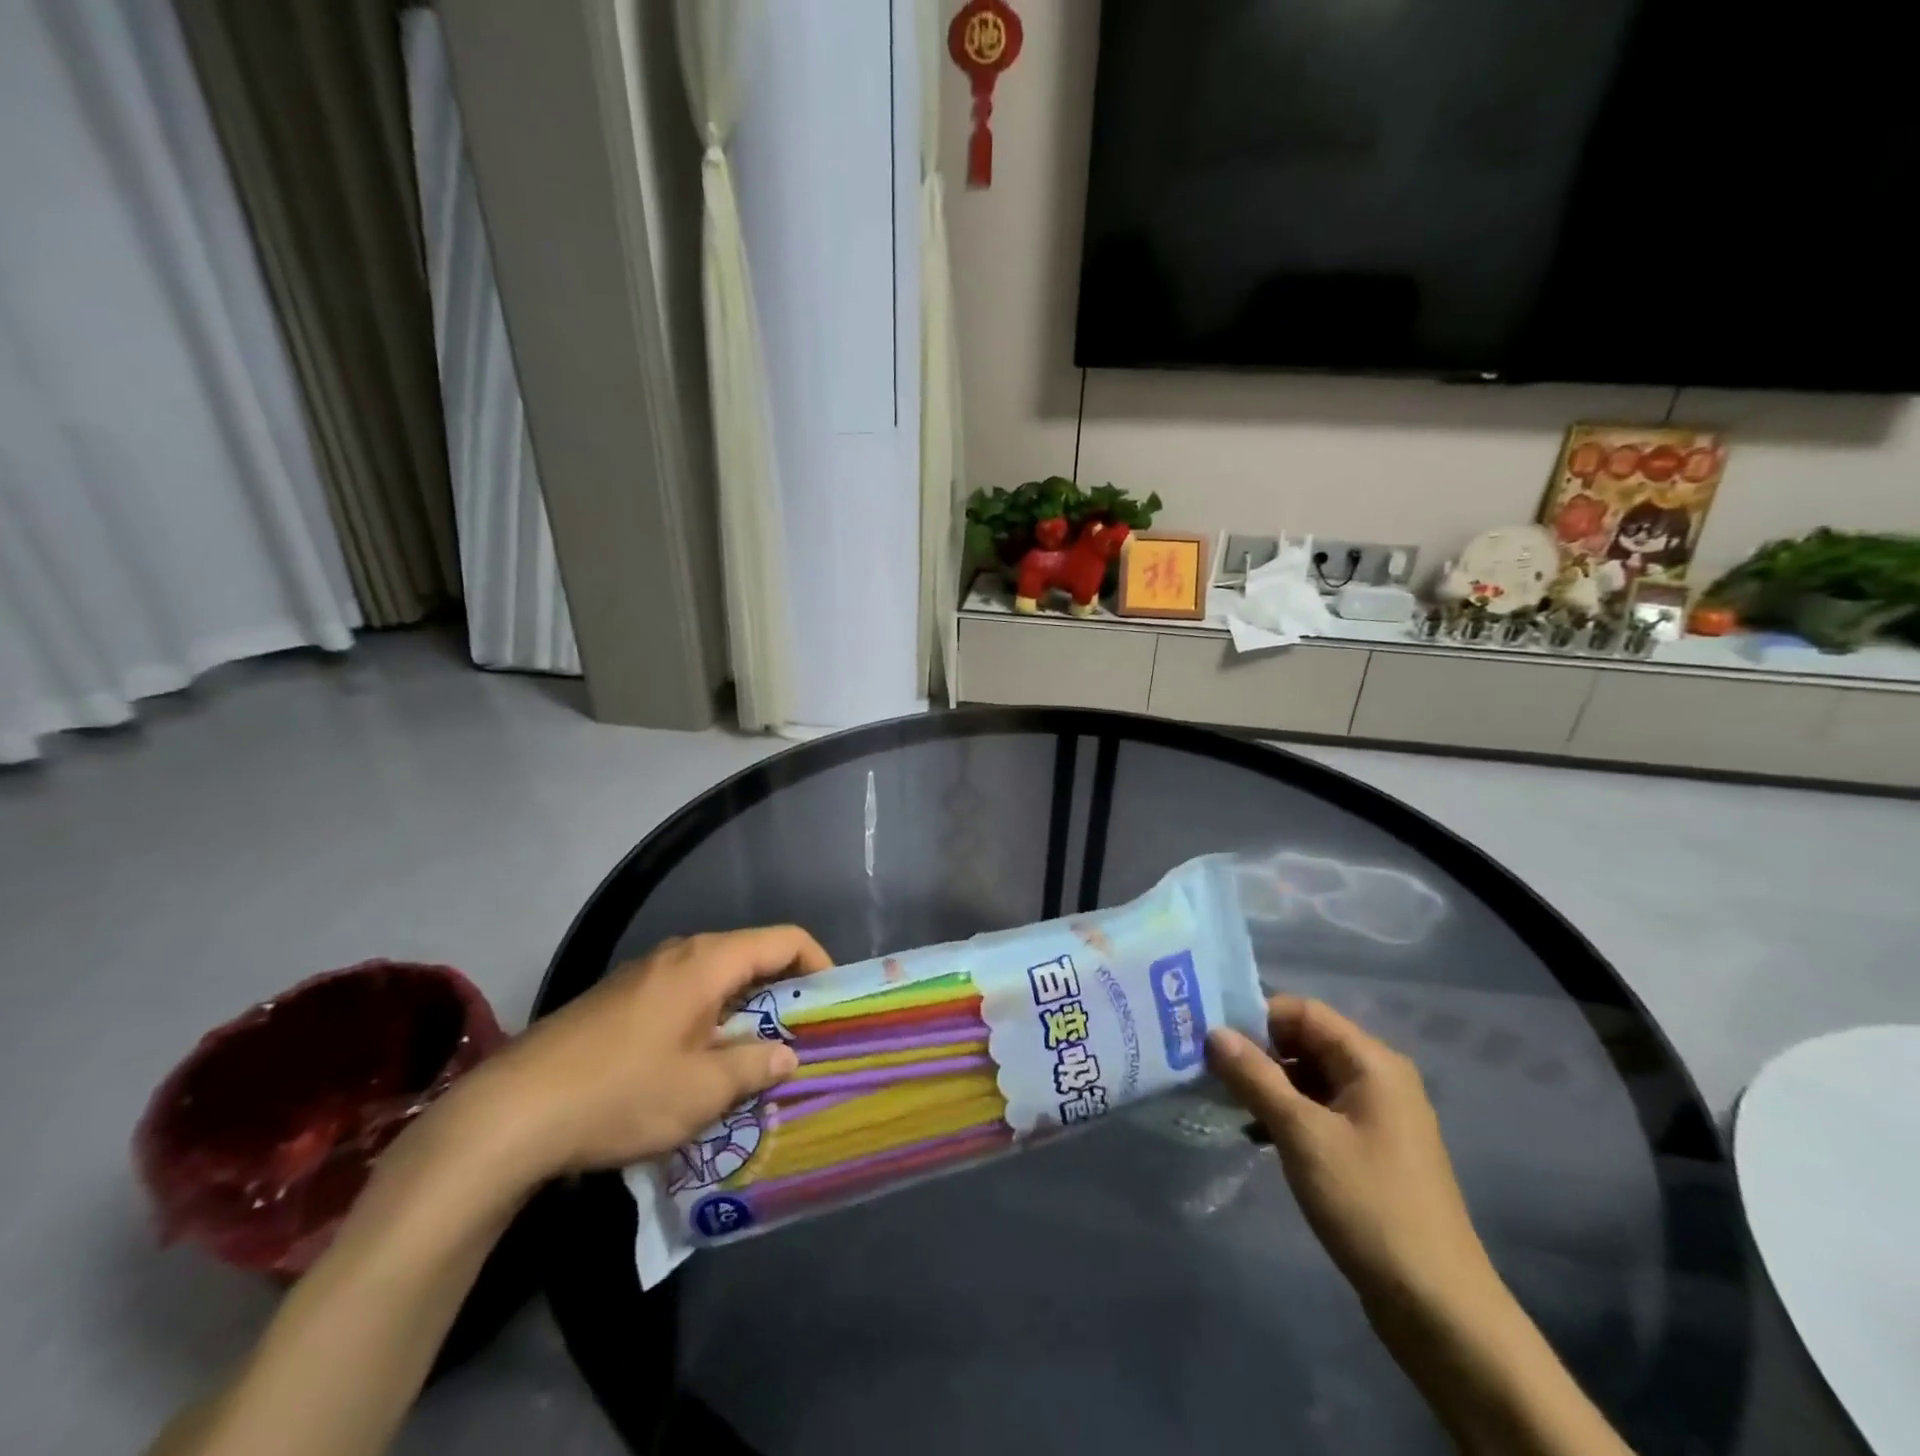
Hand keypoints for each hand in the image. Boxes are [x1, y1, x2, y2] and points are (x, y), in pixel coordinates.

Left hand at [471, 927, 830, 1181]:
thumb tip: (787, 1055)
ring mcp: (644, 974)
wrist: (510, 1113)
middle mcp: (679, 954)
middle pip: (751, 956)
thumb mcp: (702, 1091)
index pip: (785, 940)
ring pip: (715, 979)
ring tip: (753, 1059)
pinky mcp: (617, 1000)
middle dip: (783, 994)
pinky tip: (697, 1066)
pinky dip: (708, 1019)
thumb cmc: (621, 1093)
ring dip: (744, 1011)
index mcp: (708, 961)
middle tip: (799, 1040)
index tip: (831, 1006)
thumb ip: (755, 1066)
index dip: (819, 964)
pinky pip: (683, 995)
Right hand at [1206, 996, 1497, 1319]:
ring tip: (1223, 1100)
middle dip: (1257, 1052)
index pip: (1304, 1011)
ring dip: (1268, 1085)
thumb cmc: (1369, 1204)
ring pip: (1309, 1078)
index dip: (1256, 1016)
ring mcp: (1376, 1117)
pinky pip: (1319, 1111)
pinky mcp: (1370, 1151)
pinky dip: (1286, 1114)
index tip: (1211, 1036)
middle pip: (1306, 1041)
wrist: (1437, 1308)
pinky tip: (1254, 1134)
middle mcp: (1378, 1078)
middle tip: (1208, 1068)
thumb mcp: (1302, 1134)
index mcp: (1372, 1062)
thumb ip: (1255, 1078)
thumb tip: (1214, 1032)